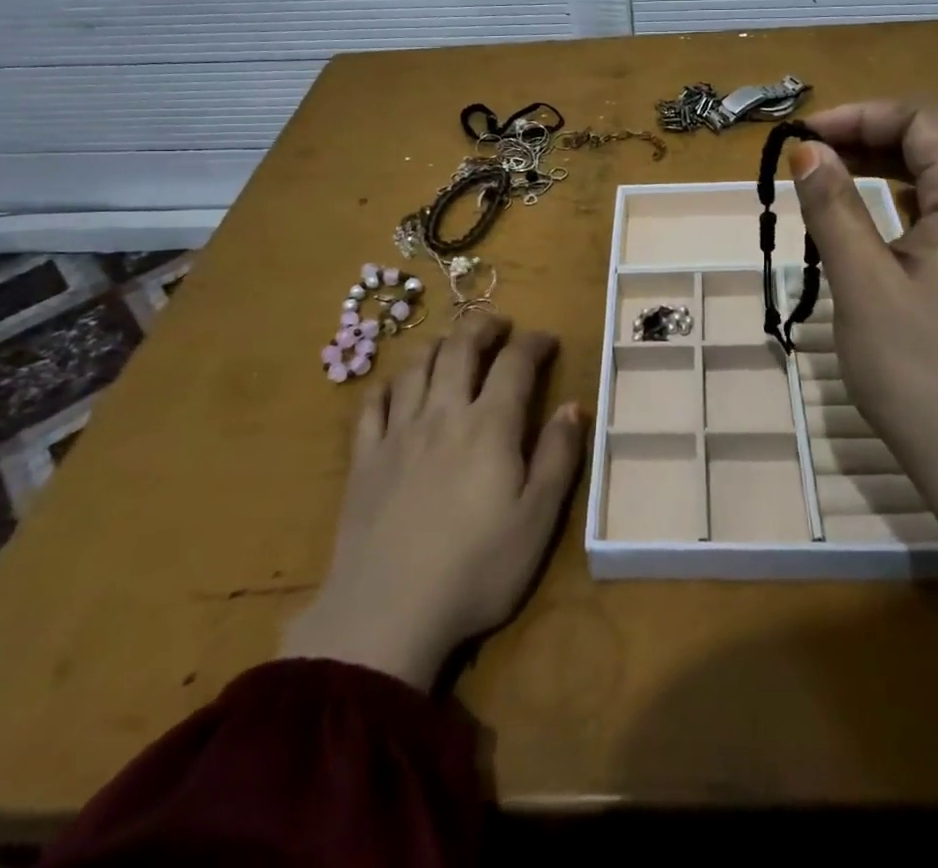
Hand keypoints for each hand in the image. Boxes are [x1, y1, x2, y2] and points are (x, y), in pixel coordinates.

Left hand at [280, 312, 584, 690]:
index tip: (547, 339)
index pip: (515, 363)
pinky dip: (388, 383)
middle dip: (483, 326)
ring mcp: (398, 433)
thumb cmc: (476, 570)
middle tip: (499, 324)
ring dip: (438, 344)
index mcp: (489, 426)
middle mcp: (443, 414)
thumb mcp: (538, 520)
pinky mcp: (364, 458)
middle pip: (460, 348)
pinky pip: (372, 404)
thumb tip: (573, 406)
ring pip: (416, 366)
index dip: (533, 343)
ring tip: (452, 343)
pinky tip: (396, 384)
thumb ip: (559, 457)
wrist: (386, 613)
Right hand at [790, 101, 937, 671]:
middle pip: (932, 142)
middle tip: (807, 157)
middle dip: (866, 137)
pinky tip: (861, 222)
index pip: (921, 120)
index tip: (802, 138)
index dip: (859, 116)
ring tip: (824, 180)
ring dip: (879, 167)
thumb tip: (807, 150)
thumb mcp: (864, 283)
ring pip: (934, 178)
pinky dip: (895, 202)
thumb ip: (835, 208)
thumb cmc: (920, 370)